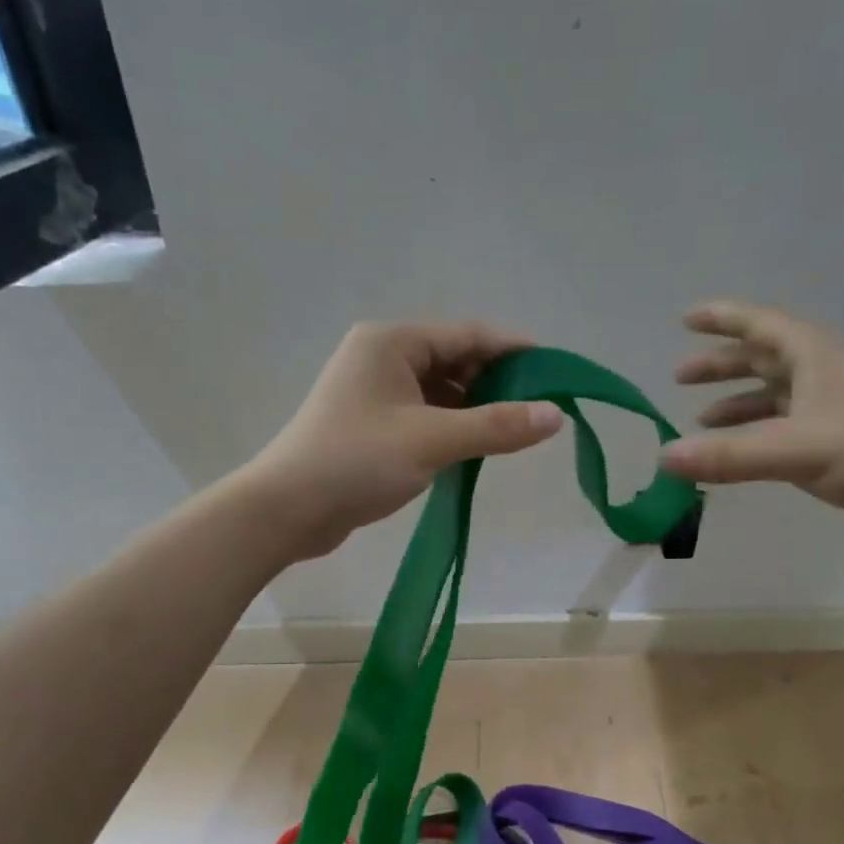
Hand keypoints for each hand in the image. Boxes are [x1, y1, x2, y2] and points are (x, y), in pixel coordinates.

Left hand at [246, 321, 565, 559]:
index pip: (468, 334)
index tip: (556, 372)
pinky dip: (451, 427)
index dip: (515, 351)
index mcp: (392, 341)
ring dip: (474, 409)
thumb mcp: (433, 440)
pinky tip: (474, 449)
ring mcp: (374, 392)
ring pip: (440, 391)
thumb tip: (556, 415)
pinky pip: (424, 415)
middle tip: (537, 410)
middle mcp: (382, 357)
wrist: (287, 509)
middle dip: (496, 383)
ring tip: (511, 433)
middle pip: (455, 360)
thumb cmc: (357, 461)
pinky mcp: (371, 425)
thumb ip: (497, 427)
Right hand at [660, 301, 843, 552]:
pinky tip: (738, 455)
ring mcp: (830, 411)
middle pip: (763, 358)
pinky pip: (782, 430)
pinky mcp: (836, 445)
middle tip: (680, 376)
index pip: (761, 325)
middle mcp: (821, 376)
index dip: (723, 319)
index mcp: (814, 357)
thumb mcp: (796, 449)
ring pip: (773, 396)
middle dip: (722, 365)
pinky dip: (755, 436)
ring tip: (699, 420)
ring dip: (736, 403)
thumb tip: (665, 457)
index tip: (686, 318)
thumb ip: (729, 455)